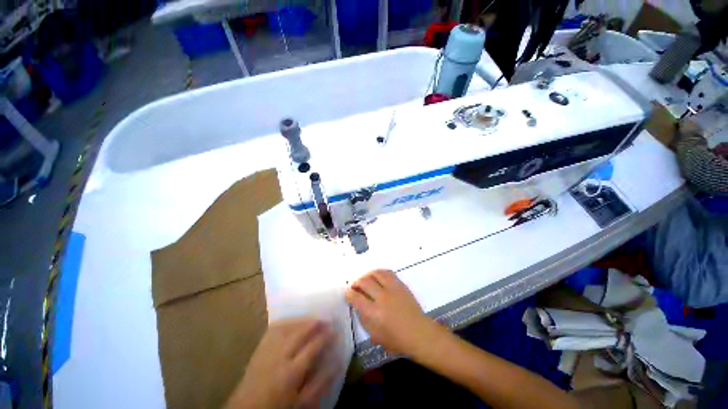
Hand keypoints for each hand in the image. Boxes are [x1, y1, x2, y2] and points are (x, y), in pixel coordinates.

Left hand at [227, 319, 338, 408]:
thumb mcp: (303, 402)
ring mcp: (268, 350)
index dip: (326, 336)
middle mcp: (280, 356)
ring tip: (312, 318)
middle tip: (326, 319)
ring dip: (302, 320)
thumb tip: (337, 362)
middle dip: (315, 323)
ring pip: (287, 327)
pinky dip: (286, 322)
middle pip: (300, 333)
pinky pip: (273, 329)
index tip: (335, 331)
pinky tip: (292, 321)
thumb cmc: (279, 407)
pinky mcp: (259, 349)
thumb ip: (321, 382)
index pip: (313, 347)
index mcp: (292, 372)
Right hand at [345, 269, 439, 354]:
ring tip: (366, 280)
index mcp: (374, 313)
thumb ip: (364, 319)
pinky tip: (377, 277)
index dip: (349, 293)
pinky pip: (387, 272)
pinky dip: (379, 272)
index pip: (356, 297)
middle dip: (356, 283)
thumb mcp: (375, 335)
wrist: (419, 332)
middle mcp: (382, 297)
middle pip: (364, 282)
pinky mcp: (400, 284)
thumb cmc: (397, 339)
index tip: (347, 293)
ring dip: (367, 275)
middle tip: (355, 286)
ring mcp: (392, 289)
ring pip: (375, 274)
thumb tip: (359, 306)